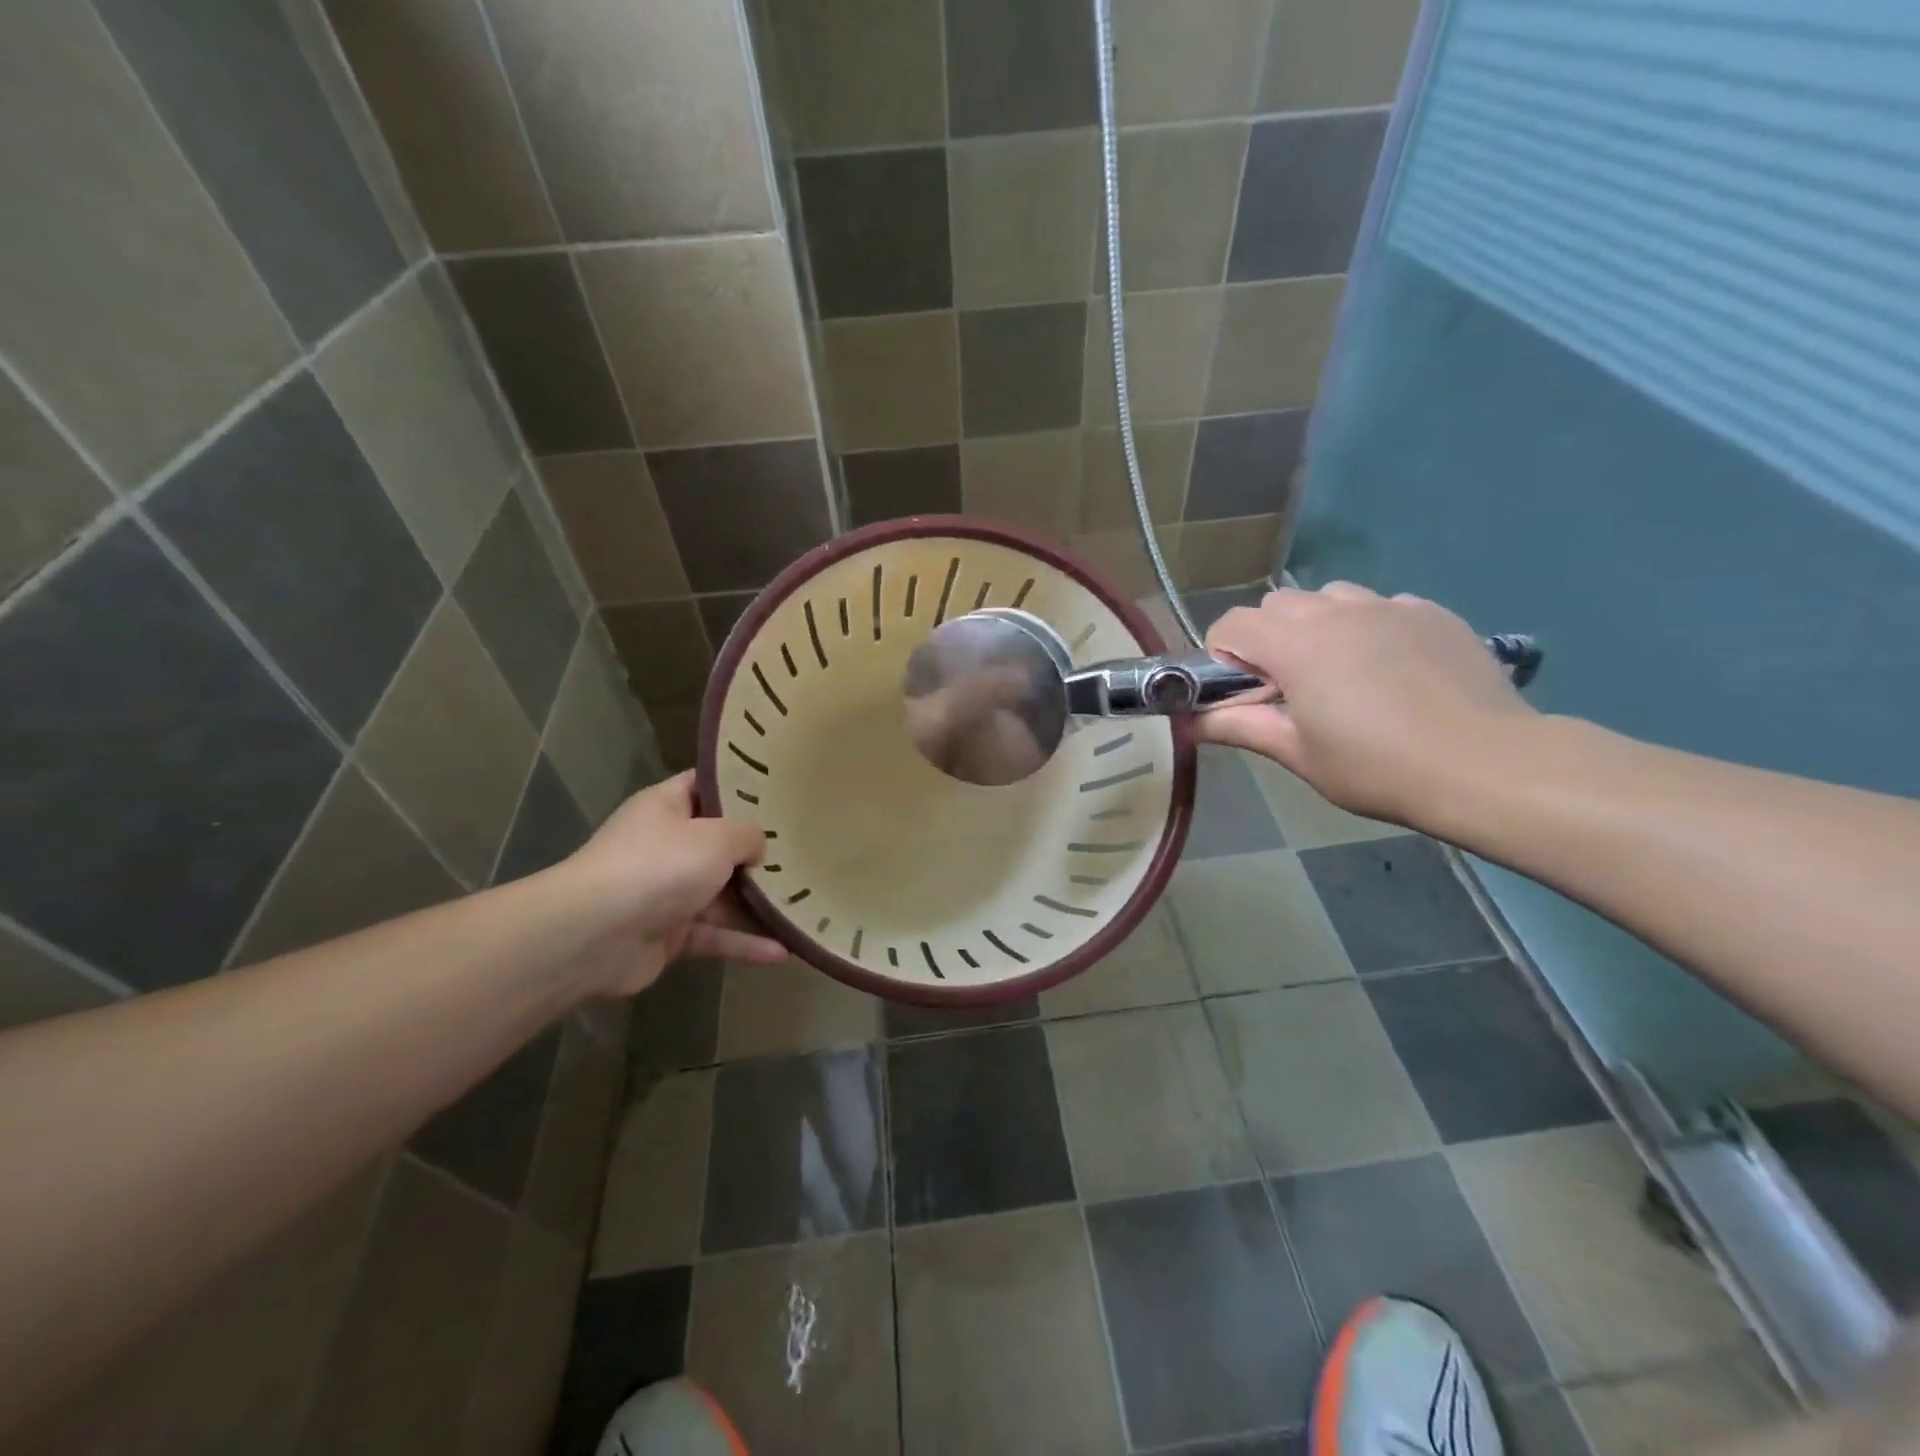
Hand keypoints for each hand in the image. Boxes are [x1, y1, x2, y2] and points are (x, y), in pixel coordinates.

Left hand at [565, 772, 786, 996]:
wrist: (594, 936)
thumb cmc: (658, 866)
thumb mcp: (716, 837)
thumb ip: (748, 836)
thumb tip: (757, 849)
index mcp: (667, 807)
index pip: (707, 785)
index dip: (741, 786)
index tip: (781, 789)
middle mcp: (666, 845)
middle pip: (720, 845)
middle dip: (760, 852)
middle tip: (806, 850)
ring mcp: (667, 892)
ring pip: (722, 895)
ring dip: (759, 904)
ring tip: (804, 905)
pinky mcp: (670, 935)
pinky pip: (716, 935)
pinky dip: (745, 943)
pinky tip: (784, 952)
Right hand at [1197, 584, 1536, 825]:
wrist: (1486, 765)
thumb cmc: (1376, 766)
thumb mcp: (1296, 754)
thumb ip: (1237, 727)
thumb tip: (1186, 722)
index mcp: (1295, 644)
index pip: (1232, 623)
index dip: (1223, 654)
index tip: (1242, 692)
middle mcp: (1337, 611)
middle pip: (1278, 605)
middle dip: (1268, 638)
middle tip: (1288, 687)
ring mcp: (1389, 606)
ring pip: (1330, 598)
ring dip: (1317, 626)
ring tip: (1340, 672)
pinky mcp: (1431, 613)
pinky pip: (1381, 606)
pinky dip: (1368, 628)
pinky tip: (1391, 670)